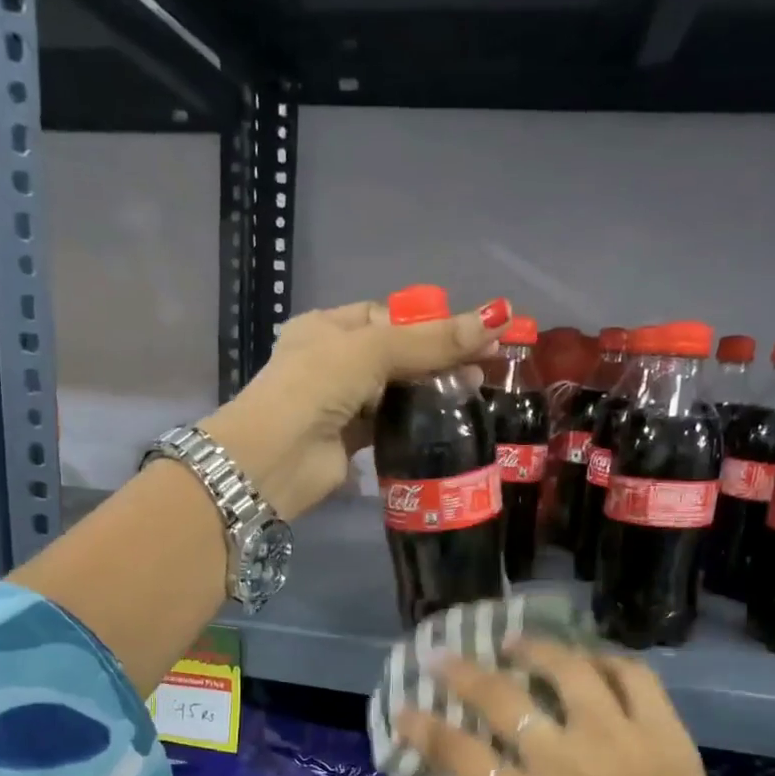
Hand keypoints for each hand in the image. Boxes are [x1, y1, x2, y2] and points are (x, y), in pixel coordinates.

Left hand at [197, 296, 509, 519]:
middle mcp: (333, 362)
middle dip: (438, 358)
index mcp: (328, 327)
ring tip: (476, 388)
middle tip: (485, 362)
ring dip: (432, 390)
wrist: (275, 460)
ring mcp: (342, 403)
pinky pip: (392, 423)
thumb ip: (431, 340)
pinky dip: (418, 420)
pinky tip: (451, 417)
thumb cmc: (314, 387)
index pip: (387, 317)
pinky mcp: (352, 440)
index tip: (472, 333)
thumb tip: (499, 315)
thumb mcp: (372, 351)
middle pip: (397, 354)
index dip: (428, 324)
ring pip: (396, 390)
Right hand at [395, 641, 774, 775]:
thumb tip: (487, 773)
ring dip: (533, 649)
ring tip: (514, 644)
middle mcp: (574, 770)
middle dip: (461, 672)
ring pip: (569, 670)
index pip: (462, 756)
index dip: (424, 728)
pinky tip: (587, 664)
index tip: (405, 708)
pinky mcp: (670, 738)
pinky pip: (634, 677)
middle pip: (504, 700)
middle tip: (441, 656)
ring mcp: (626, 746)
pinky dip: (604, 662)